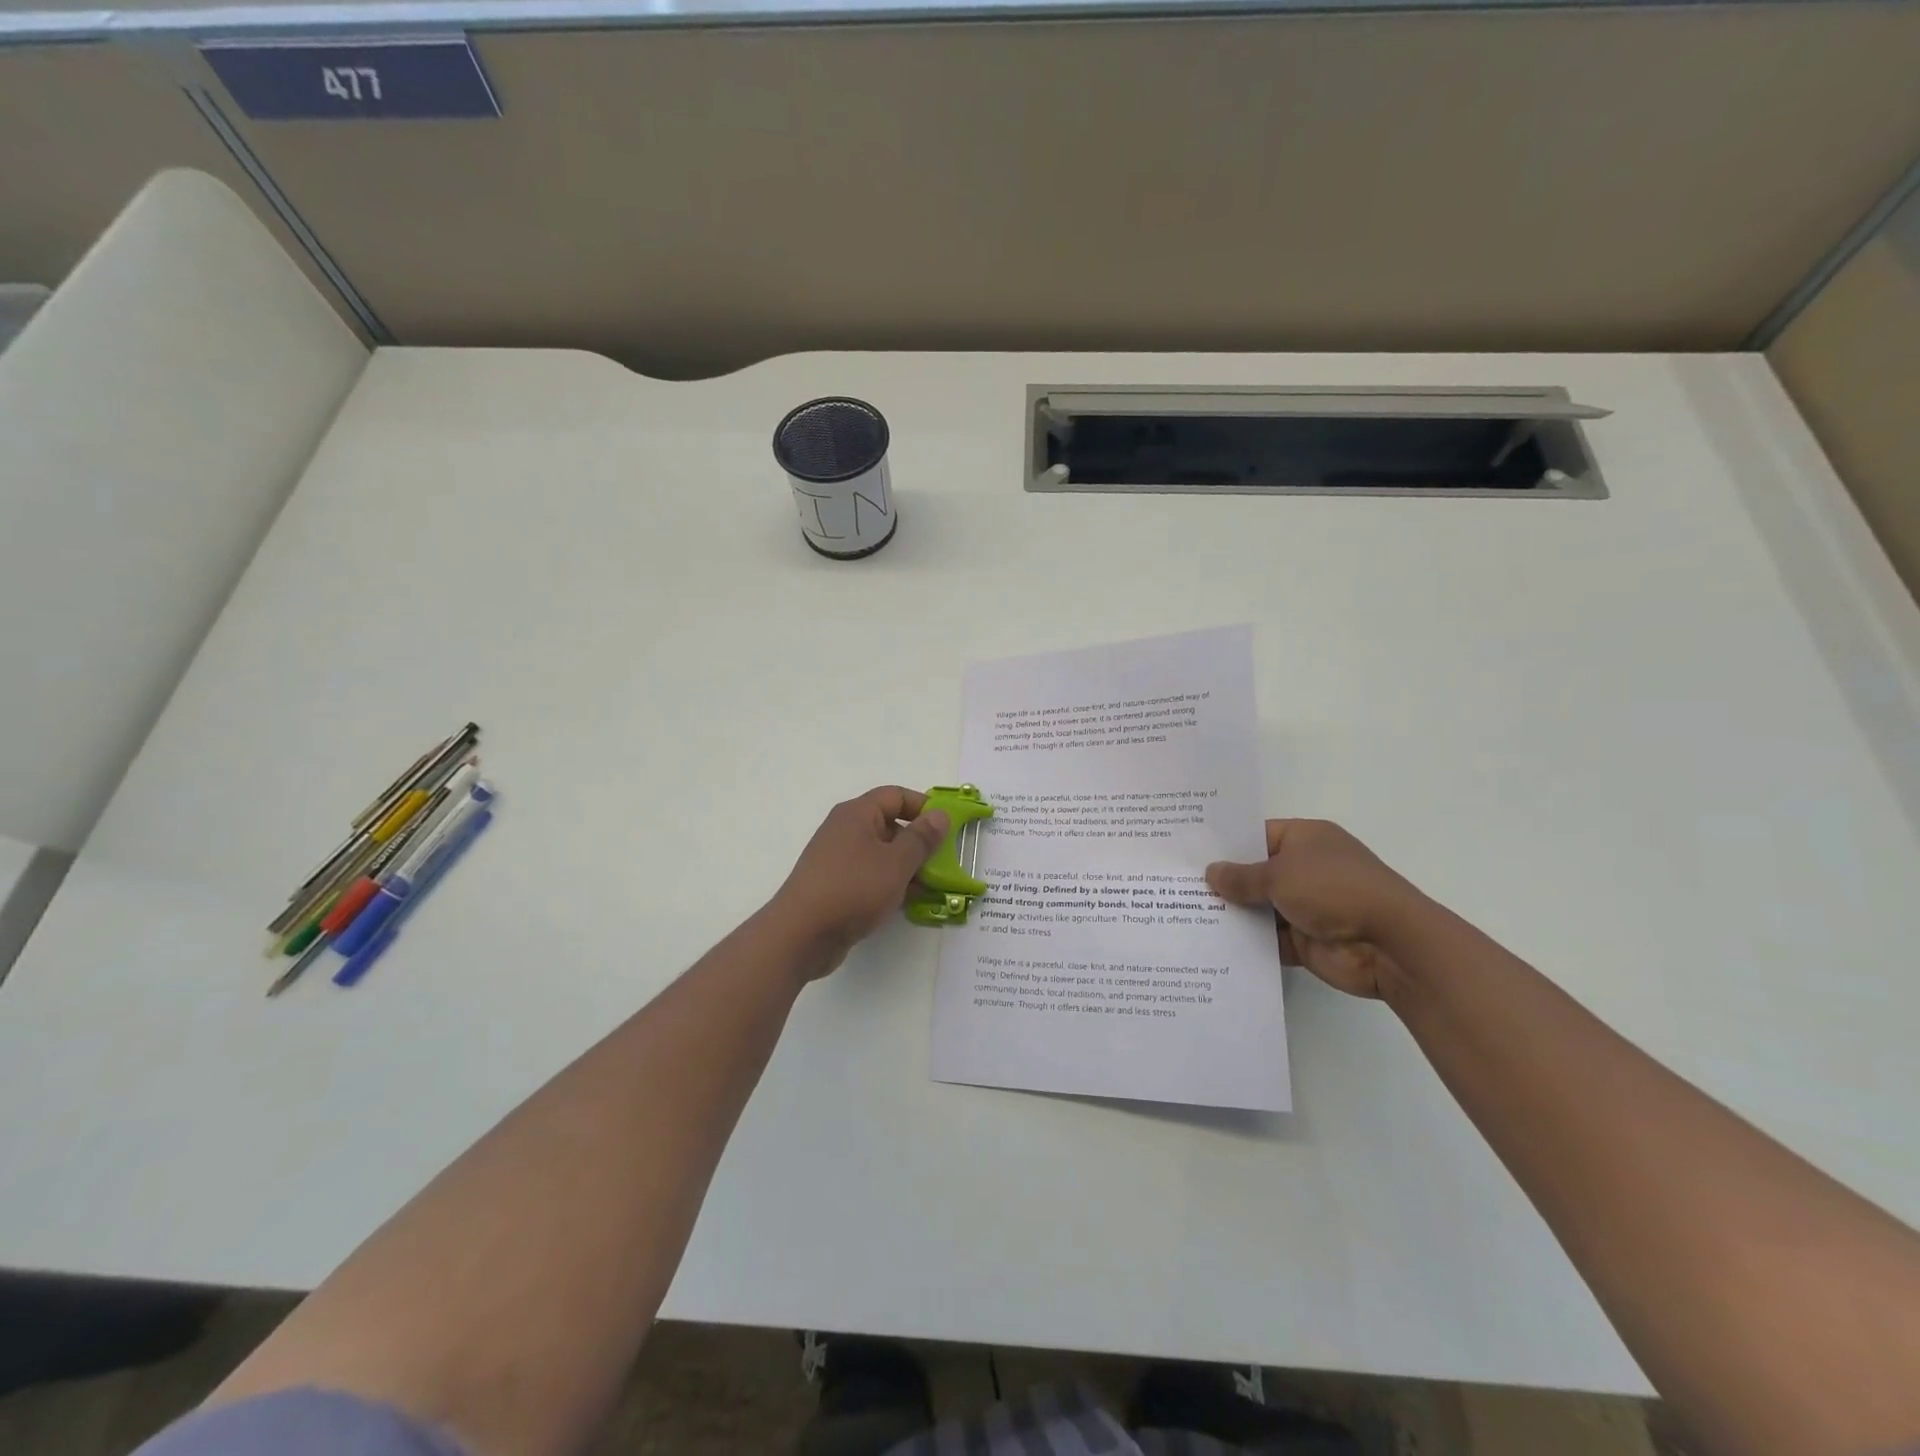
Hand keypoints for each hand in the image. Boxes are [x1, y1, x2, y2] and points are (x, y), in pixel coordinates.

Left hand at [764, 787, 950, 979]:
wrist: (801, 935)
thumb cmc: (852, 889)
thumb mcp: (896, 862)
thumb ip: (921, 838)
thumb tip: (940, 815)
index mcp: (857, 814)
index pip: (896, 796)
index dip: (923, 807)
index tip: (948, 828)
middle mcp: (846, 830)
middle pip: (890, 825)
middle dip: (919, 843)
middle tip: (946, 863)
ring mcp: (839, 860)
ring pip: (882, 854)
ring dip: (909, 868)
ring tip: (934, 888)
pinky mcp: (837, 886)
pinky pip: (871, 877)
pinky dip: (891, 885)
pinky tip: (910, 903)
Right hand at [1205, 820, 1423, 998]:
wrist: (1389, 945)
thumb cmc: (1333, 890)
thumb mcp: (1279, 874)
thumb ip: (1241, 876)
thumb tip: (1210, 873)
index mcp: (1306, 839)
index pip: (1257, 835)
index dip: (1225, 844)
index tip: (1189, 853)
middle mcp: (1306, 869)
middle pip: (1256, 873)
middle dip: (1224, 882)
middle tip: (1177, 885)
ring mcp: (1307, 907)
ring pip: (1260, 908)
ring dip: (1233, 915)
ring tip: (1185, 915)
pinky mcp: (1306, 941)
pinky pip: (1269, 940)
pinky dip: (1248, 944)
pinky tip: (1211, 944)